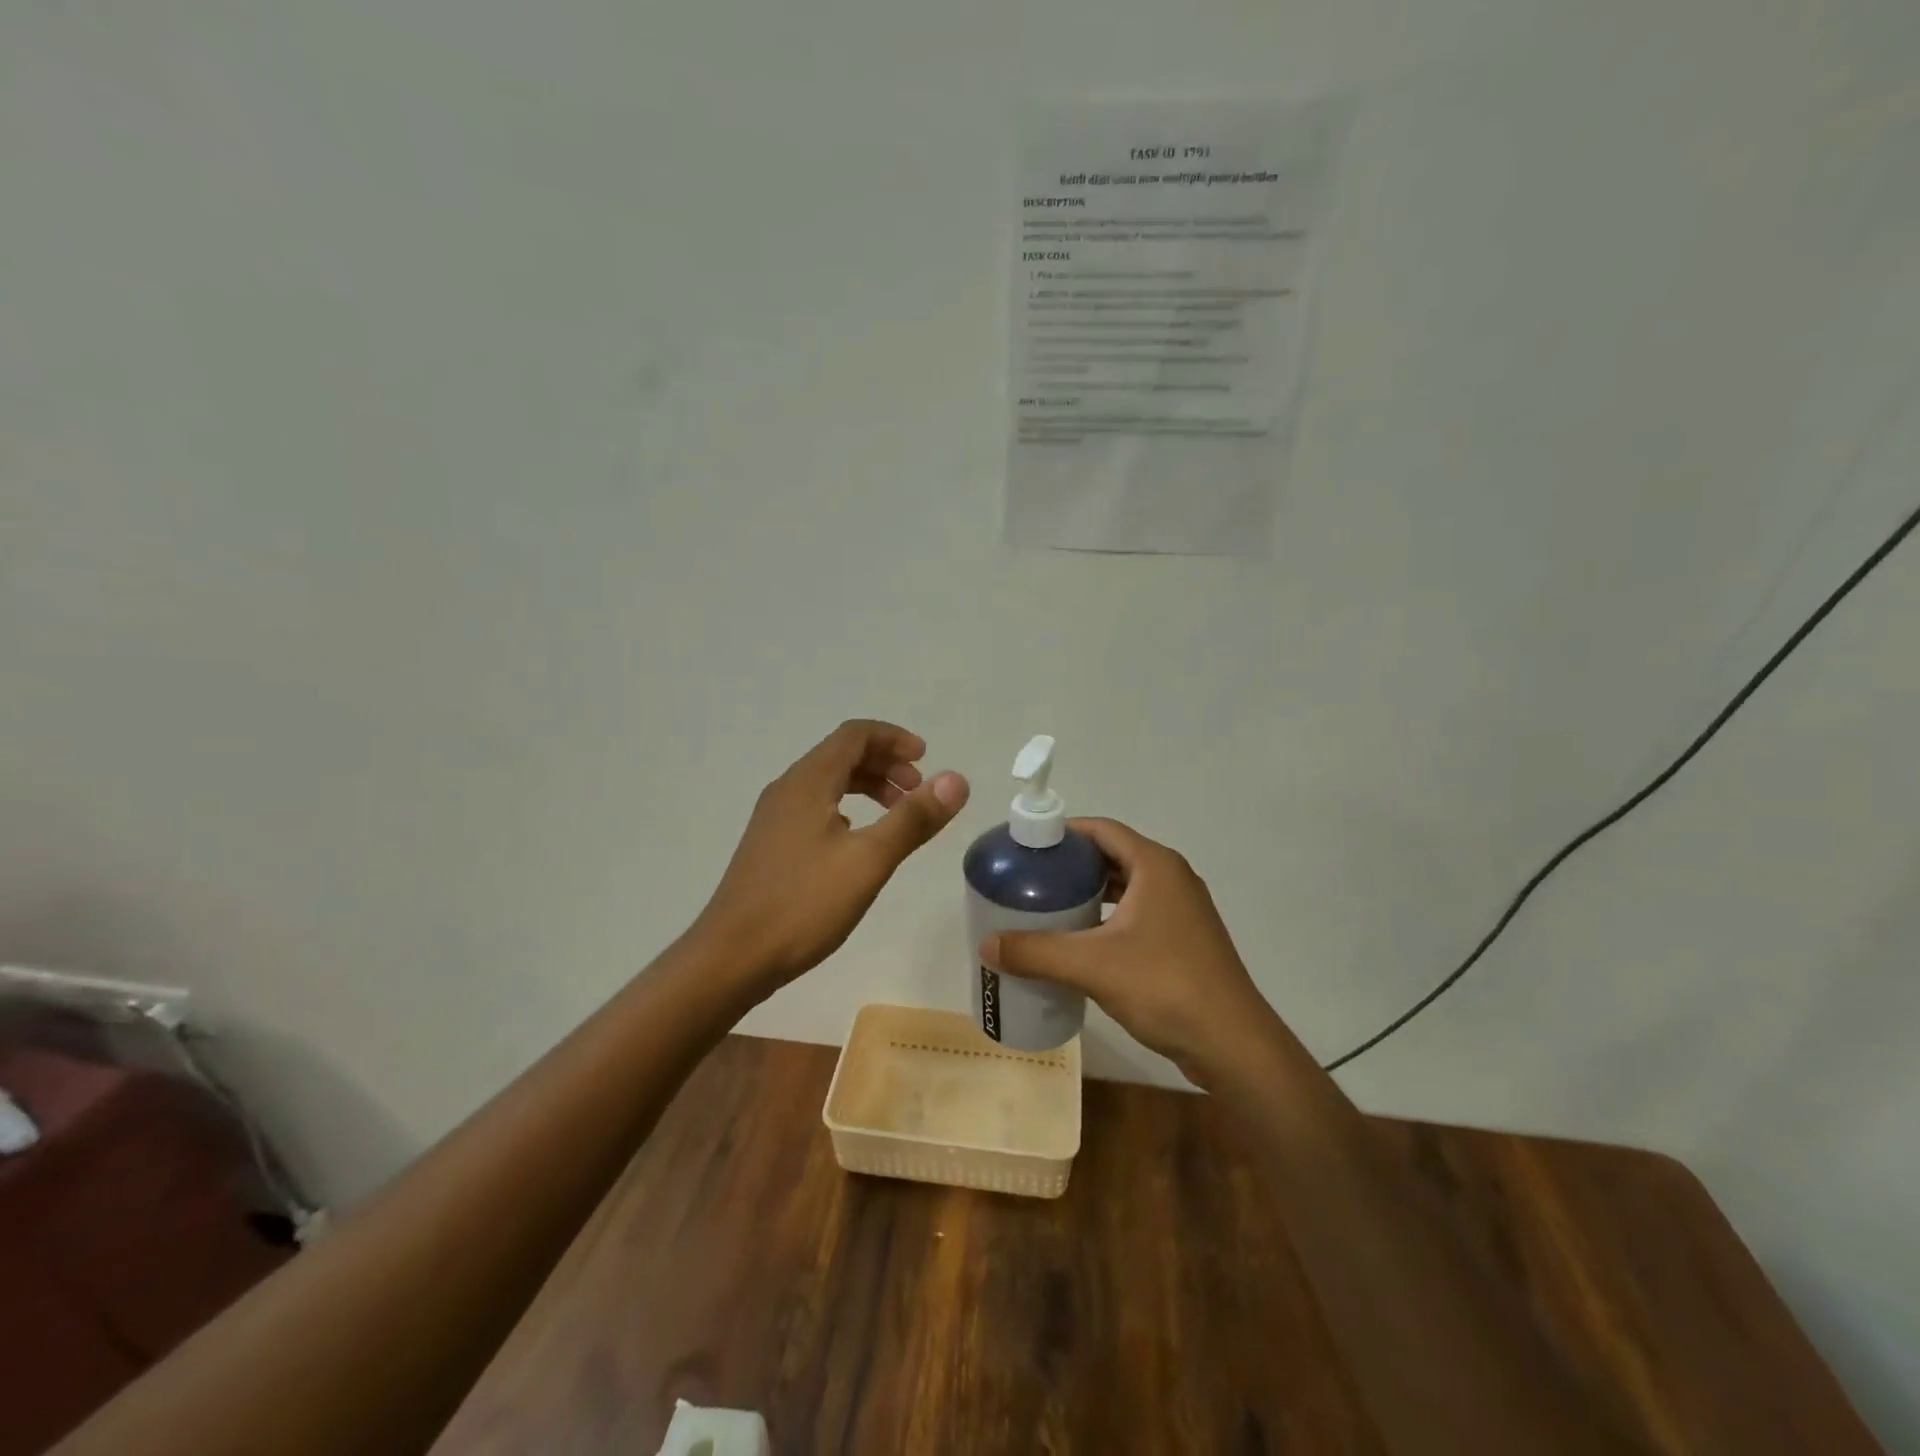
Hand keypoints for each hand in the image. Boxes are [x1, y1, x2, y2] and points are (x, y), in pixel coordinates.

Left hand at [695, 719, 969, 990]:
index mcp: (808, 782)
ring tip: (898, 814)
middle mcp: (788, 789)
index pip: (854, 735)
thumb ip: (913, 818)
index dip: (894, 739)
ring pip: (828, 783)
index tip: (926, 759)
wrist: (730, 958)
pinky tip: (859, 841)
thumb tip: (956, 780)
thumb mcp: (868, 860)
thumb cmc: (802, 904)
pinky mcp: (770, 845)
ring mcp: (774, 818)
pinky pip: (815, 807)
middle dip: (885, 764)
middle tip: (918, 791)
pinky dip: (847, 809)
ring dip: (867, 787)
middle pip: (841, 755)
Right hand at [981, 818, 1276, 1085]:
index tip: (1026, 847)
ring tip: (1046, 907)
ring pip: (1124, 888)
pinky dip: (1106, 918)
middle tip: (1029, 879)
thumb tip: (986, 945)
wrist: (1232, 1044)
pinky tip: (1079, 941)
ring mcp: (1182, 911)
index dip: (1063, 832)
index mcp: (1155, 866)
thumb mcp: (1092, 965)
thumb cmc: (1164, 986)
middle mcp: (1172, 878)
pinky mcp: (1183, 940)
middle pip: (1112, 856)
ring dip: (1088, 893)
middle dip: (1071, 865)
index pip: (1102, 829)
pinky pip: (1136, 914)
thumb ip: (1036, 951)